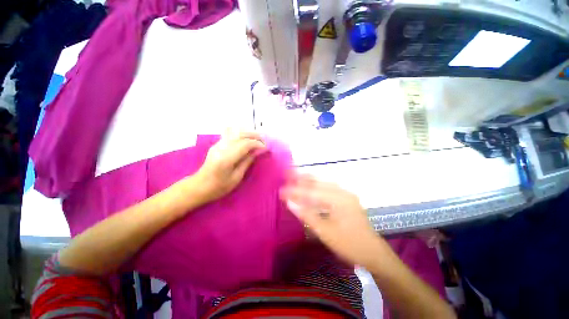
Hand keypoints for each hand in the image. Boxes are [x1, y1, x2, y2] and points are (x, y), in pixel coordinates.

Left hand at [196, 130, 266, 201]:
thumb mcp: (237, 177)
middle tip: (263, 141)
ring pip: (235, 131)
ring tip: (257, 139)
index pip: (245, 144)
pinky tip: (247, 139)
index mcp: (227, 158)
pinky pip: (230, 134)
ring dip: (248, 133)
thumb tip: (259, 151)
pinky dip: (241, 134)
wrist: (199, 186)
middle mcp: (221, 147)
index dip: (257, 144)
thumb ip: (248, 161)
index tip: (266, 148)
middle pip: (240, 134)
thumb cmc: (219, 187)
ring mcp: (218, 144)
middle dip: (254, 135)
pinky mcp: (216, 144)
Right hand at [280, 173, 387, 267]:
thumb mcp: (325, 233)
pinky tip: (309, 186)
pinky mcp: (346, 198)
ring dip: (308, 180)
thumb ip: (307, 215)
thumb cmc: (349, 245)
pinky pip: (328, 188)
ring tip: (295, 177)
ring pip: (323, 183)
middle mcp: (343, 192)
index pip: (312, 192)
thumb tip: (290, 203)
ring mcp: (346, 194)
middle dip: (301, 179)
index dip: (295, 191)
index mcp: (339, 200)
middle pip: (318, 182)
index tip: (281, 190)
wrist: (373, 253)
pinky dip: (316, 186)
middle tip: (287, 175)